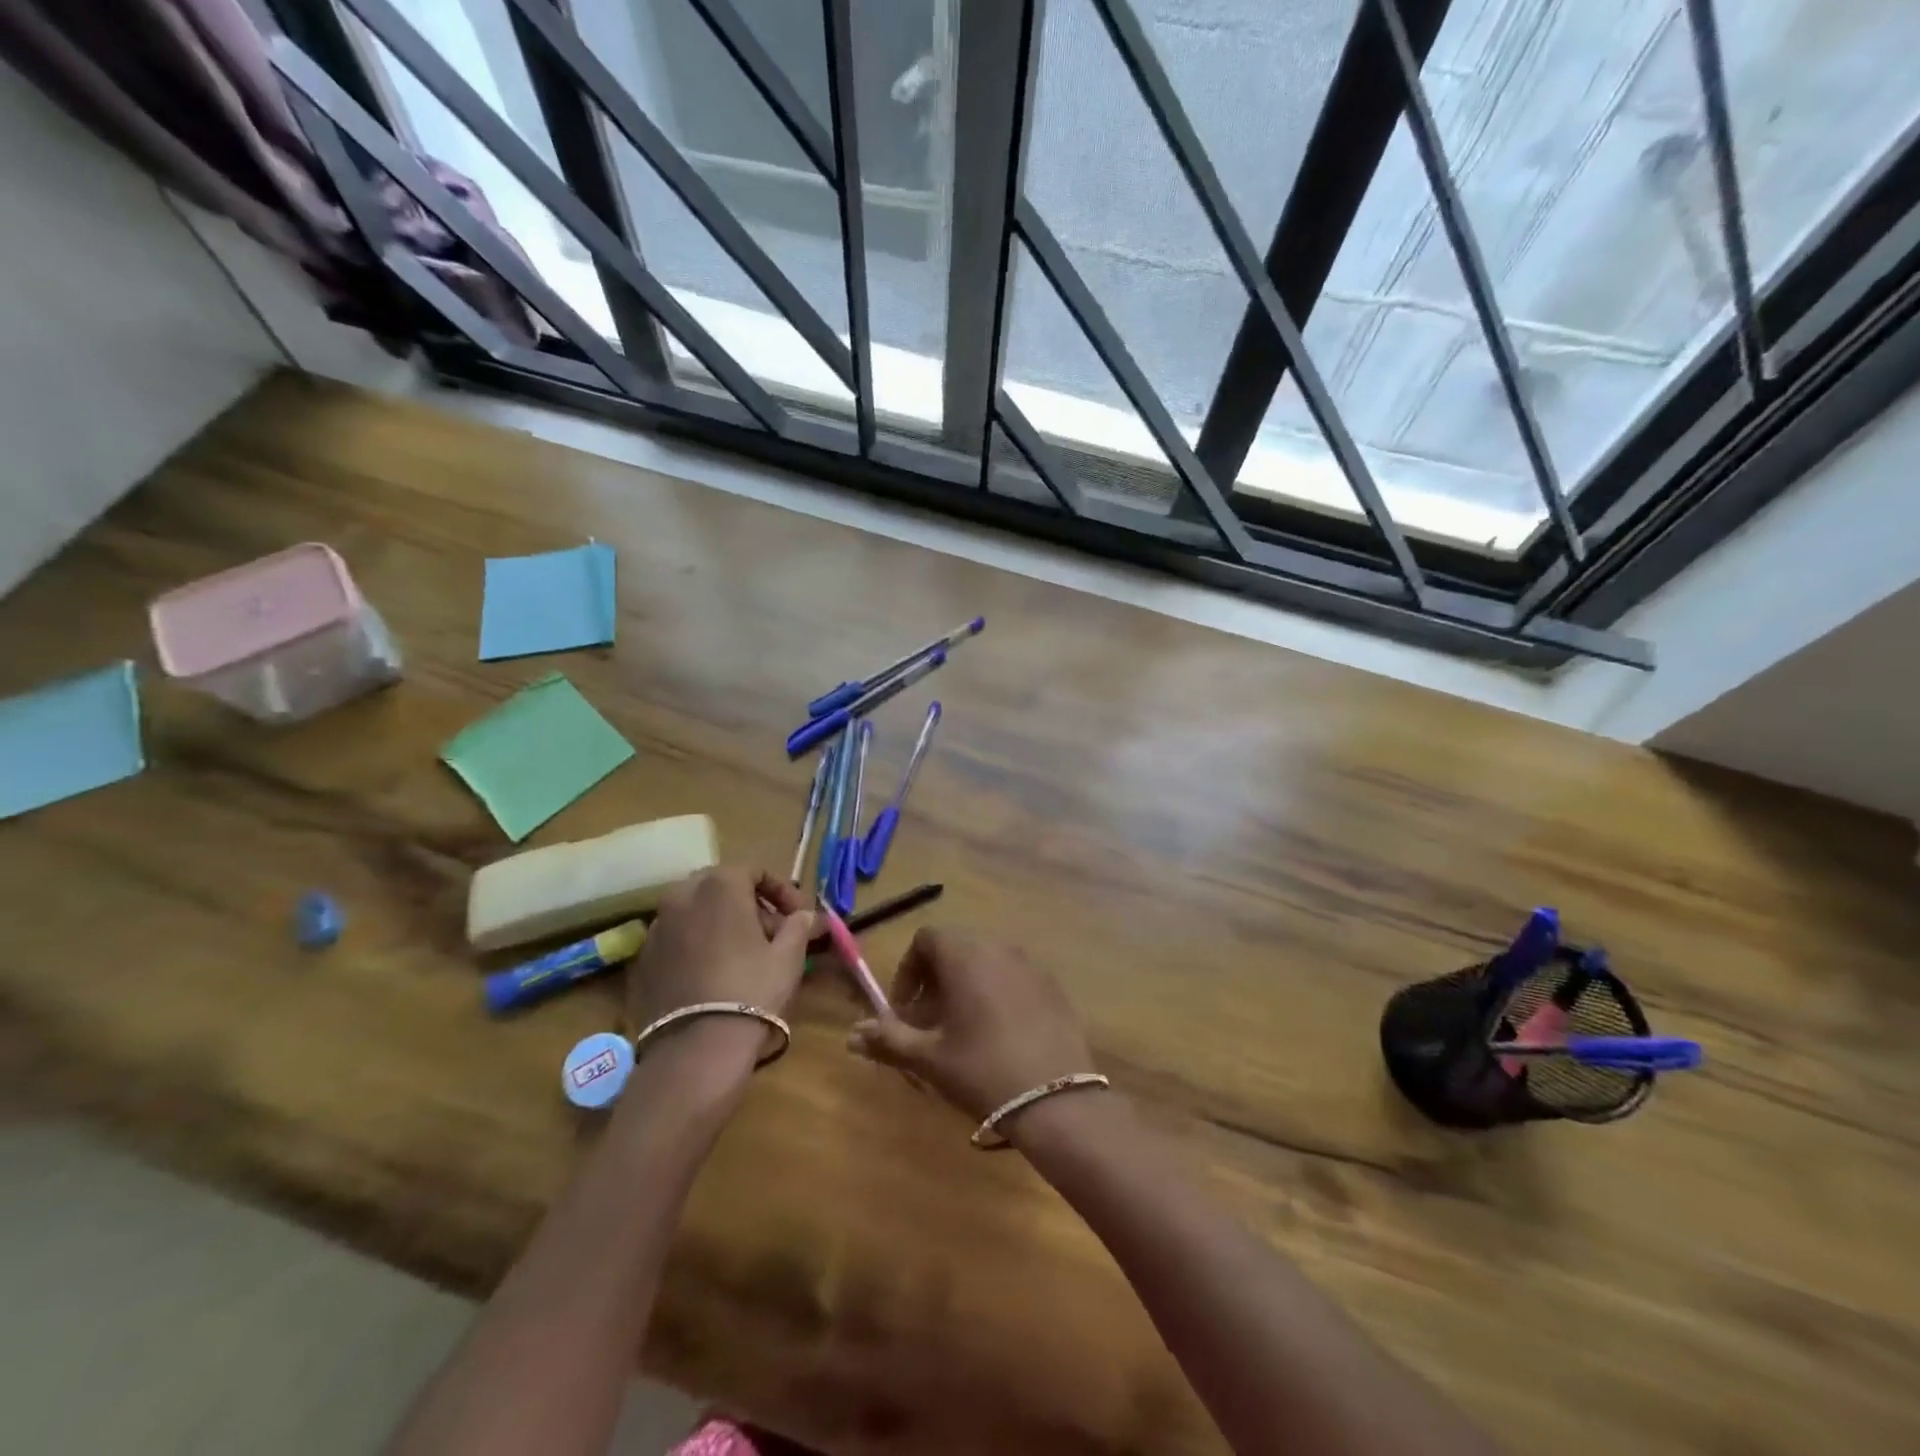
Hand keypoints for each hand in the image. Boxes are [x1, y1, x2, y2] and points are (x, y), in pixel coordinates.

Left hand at [625, 868, 814, 1035]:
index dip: (781, 891)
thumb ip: (798, 925)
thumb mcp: (789, 955)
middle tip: (772, 933)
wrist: (696, 1049)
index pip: (754, 871)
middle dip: (749, 904)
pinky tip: (713, 975)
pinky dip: (697, 946)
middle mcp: (681, 897)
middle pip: (721, 888)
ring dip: (721, 924)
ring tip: (743, 955)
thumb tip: (805, 915)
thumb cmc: (752, 990)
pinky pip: (677, 941)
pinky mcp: (642, 961)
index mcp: (719, 886)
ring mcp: (656, 929)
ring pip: (695, 913)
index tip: (798, 915)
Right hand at [846, 927, 1095, 1120]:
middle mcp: (998, 947)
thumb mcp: (928, 1058)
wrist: (1057, 1100)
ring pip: (986, 962)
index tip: (905, 1010)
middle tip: (929, 1023)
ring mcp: (1031, 965)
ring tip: (961, 1031)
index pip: (927, 939)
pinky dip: (996, 993)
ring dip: (965, 986)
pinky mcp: (1053, 986)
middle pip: (956, 948)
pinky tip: (998, 1036)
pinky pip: (1013, 977)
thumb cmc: (982, 1070)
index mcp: (965, 955)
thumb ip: (888, 1039)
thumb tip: (852, 1034)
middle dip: (935, 980)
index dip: (908, 971)